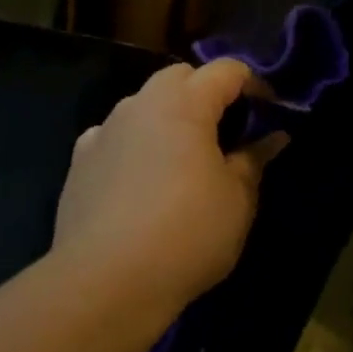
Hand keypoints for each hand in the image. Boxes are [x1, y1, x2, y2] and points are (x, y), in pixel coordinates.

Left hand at [51, 60, 288, 317]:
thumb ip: (254, 160)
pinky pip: (114, 137)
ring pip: (143, 105)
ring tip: (183, 158)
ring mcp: (104, 130)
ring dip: (167, 118)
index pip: (226, 71)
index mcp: (184, 104)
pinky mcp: (79, 161)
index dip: (254, 84)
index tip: (270, 110)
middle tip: (227, 130)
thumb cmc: (187, 234)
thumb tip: (273, 137)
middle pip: (179, 78)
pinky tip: (140, 179)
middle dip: (206, 92)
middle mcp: (140, 104)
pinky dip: (134, 145)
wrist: (107, 280)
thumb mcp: (237, 200)